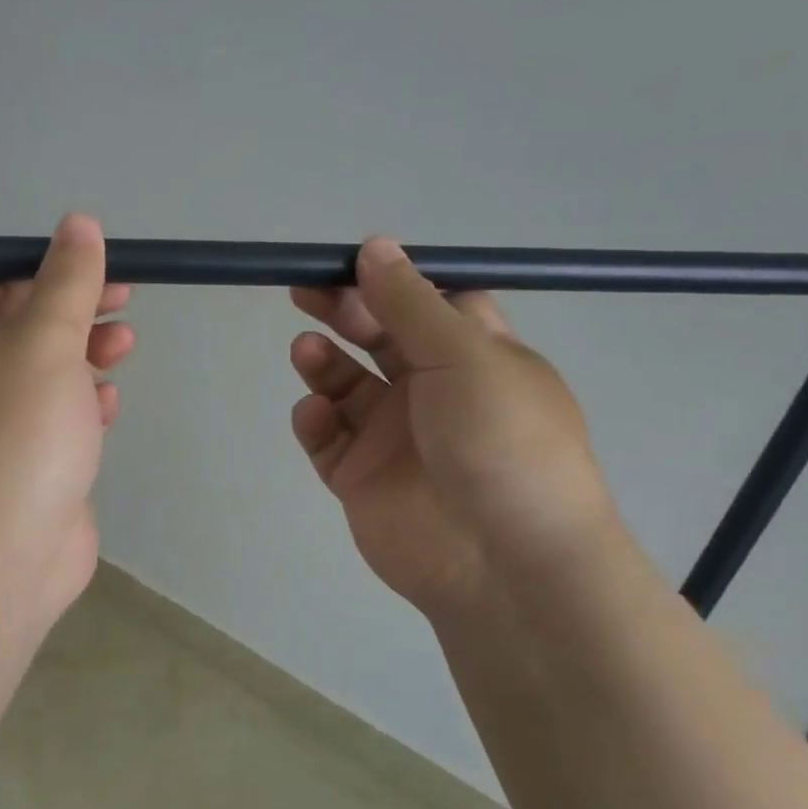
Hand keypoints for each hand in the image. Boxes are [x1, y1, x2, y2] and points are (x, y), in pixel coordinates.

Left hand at [0, 214, 133, 631]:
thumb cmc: (18, 432)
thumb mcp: (46, 341)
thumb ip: (66, 283)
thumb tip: (78, 224)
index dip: (40, 266)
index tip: (91, 264)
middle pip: (26, 326)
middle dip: (75, 309)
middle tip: (123, 302)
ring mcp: (3, 426)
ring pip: (48, 373)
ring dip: (86, 354)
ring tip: (123, 348)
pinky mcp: (32, 465)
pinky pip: (60, 420)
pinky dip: (85, 405)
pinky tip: (109, 406)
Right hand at [289, 237, 616, 617]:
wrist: (502, 562)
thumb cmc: (500, 442)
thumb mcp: (463, 357)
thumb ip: (410, 303)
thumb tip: (375, 245)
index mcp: (473, 356)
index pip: (427, 304)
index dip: (389, 282)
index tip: (348, 264)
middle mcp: (432, 391)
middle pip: (377, 337)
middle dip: (343, 312)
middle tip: (305, 293)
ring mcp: (393, 437)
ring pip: (345, 386)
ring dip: (323, 363)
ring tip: (305, 352)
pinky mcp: (360, 478)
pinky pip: (327, 439)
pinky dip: (315, 422)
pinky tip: (315, 414)